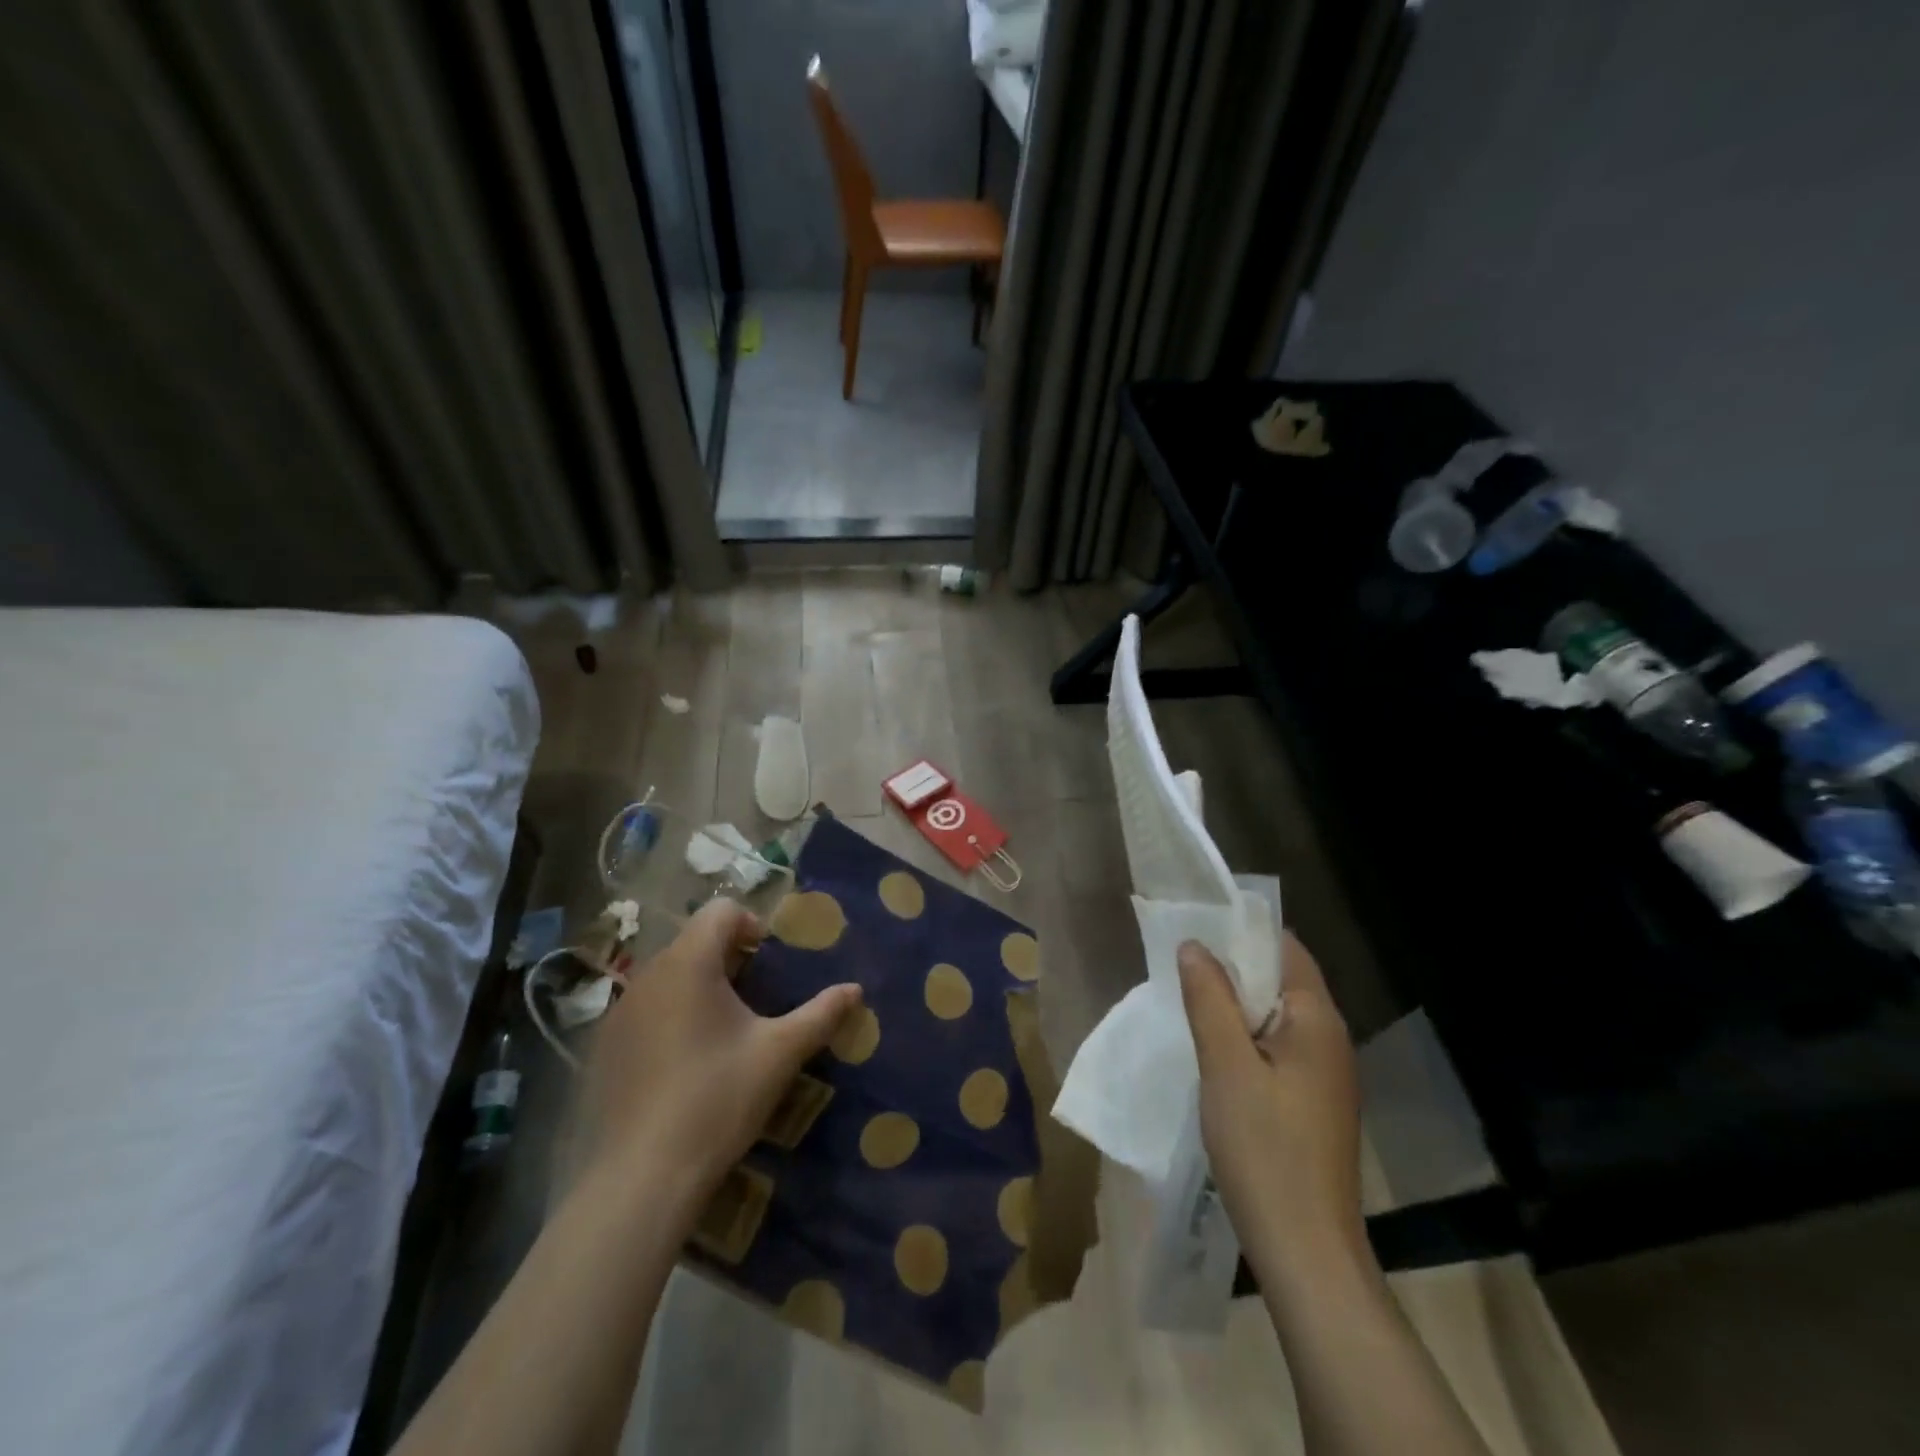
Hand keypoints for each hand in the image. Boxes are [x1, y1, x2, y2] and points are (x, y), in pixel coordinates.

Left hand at [579, 898, 861, 1206]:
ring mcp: (620, 1011)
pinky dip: (672, 1014)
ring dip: (700, 985)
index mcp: (690, 963)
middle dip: (729, 958)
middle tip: (757, 998)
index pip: (721, 910)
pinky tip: (688, 1061)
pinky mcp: (606, 1046)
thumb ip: (821, 1013)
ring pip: (669, 974)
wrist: (645, 1176)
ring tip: (726, 1029)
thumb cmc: (719, 1098)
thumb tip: (855, 989)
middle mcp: (649, 975)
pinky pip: (646, 1007)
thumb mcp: (780, 1053)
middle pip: (695, 940)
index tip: (771, 964)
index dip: (752, 925)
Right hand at [1178, 933, 1364, 1286]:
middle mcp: (1330, 1039)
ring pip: (1275, 1017)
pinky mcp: (1312, 1103)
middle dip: (1233, 966)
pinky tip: (1213, 1049)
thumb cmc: (1265, 1148)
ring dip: (1236, 1003)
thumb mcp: (1226, 1065)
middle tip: (1182, 961)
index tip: (1198, 923)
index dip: (1243, 931)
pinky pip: (1277, 1048)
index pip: (1286, 949)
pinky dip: (1245, 1036)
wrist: (1306, 1250)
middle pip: (1281, 980)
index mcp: (1318, 1021)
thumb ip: (1209, 998)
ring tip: (1189, 997)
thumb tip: (1194, 944)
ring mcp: (1325, 1075)